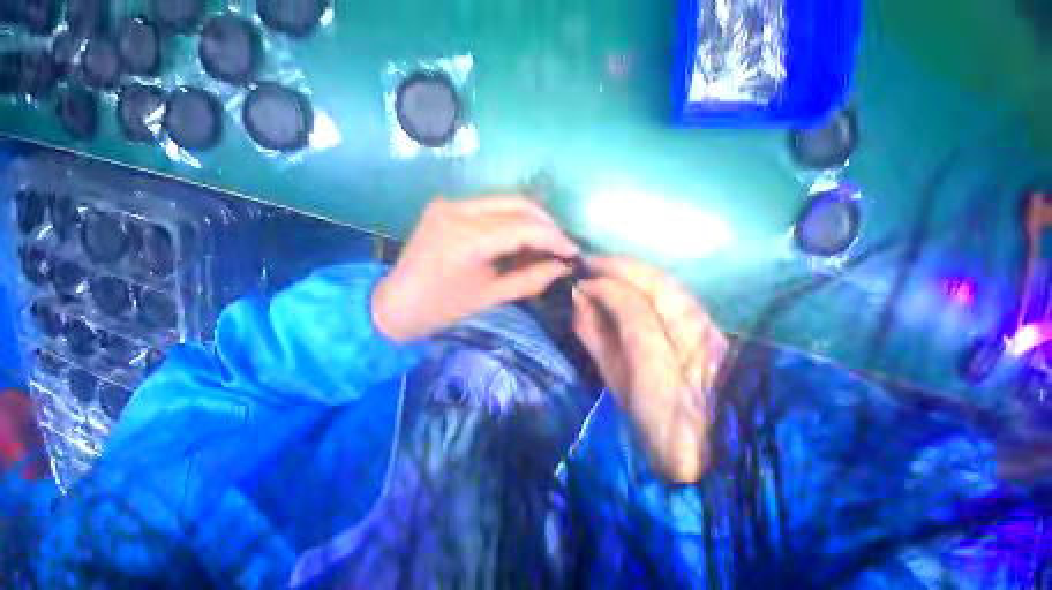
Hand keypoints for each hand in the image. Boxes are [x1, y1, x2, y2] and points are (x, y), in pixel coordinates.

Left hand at [372, 195, 578, 342]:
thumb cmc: (442, 308)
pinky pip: (490, 207)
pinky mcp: (447, 205)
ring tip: (546, 242)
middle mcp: (458, 210)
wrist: (396, 303)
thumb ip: (530, 279)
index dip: (554, 237)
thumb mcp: (490, 297)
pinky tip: (521, 237)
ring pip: (506, 201)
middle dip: (547, 223)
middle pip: (518, 203)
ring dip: (532, 219)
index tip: (573, 251)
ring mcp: (450, 203)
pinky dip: (512, 220)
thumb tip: (562, 267)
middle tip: (561, 245)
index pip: (524, 226)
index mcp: (466, 238)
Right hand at [572, 256, 727, 482]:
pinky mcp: (716, 329)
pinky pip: (680, 293)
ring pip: (671, 284)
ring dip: (636, 269)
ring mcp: (709, 331)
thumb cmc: (653, 421)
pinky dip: (652, 279)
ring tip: (608, 266)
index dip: (606, 287)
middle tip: (592, 262)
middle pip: (659, 286)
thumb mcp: (616, 382)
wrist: (708, 447)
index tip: (582, 279)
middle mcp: (694, 341)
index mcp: (664, 365)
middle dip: (621, 267)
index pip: (634, 308)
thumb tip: (580, 298)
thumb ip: (595, 336)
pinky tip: (634, 279)